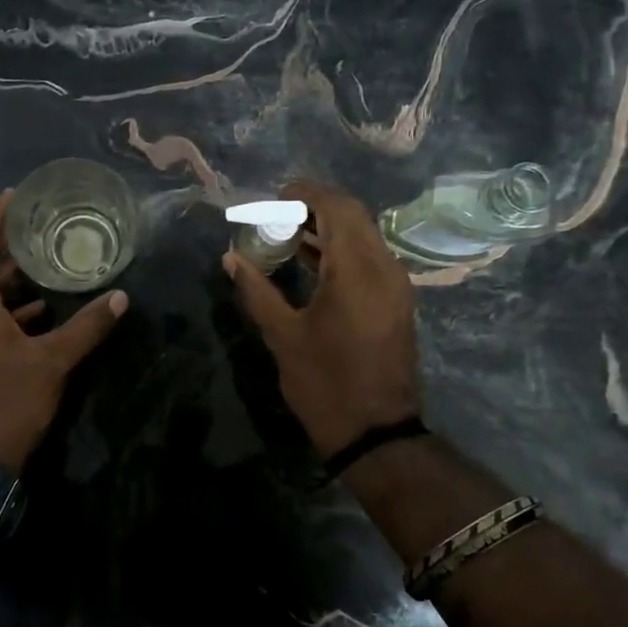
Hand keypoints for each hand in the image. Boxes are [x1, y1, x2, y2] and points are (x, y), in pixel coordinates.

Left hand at [0, 191, 127, 473]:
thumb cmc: (6, 402)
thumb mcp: (53, 362)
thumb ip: (88, 326)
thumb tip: (122, 297)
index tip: (17, 195)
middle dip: (4, 243)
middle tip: (38, 224)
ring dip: (5, 276)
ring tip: (43, 261)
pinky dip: (4, 306)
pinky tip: (37, 311)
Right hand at [223, 179, 420, 458]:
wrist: (376, 433)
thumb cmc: (326, 384)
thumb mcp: (283, 336)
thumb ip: (256, 290)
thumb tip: (231, 258)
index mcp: (356, 270)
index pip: (337, 207)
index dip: (306, 193)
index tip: (275, 198)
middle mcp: (384, 267)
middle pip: (354, 215)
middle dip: (316, 207)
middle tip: (278, 215)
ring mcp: (396, 284)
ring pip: (364, 235)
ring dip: (329, 227)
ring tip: (287, 235)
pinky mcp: (397, 300)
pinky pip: (370, 257)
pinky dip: (342, 249)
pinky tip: (311, 262)